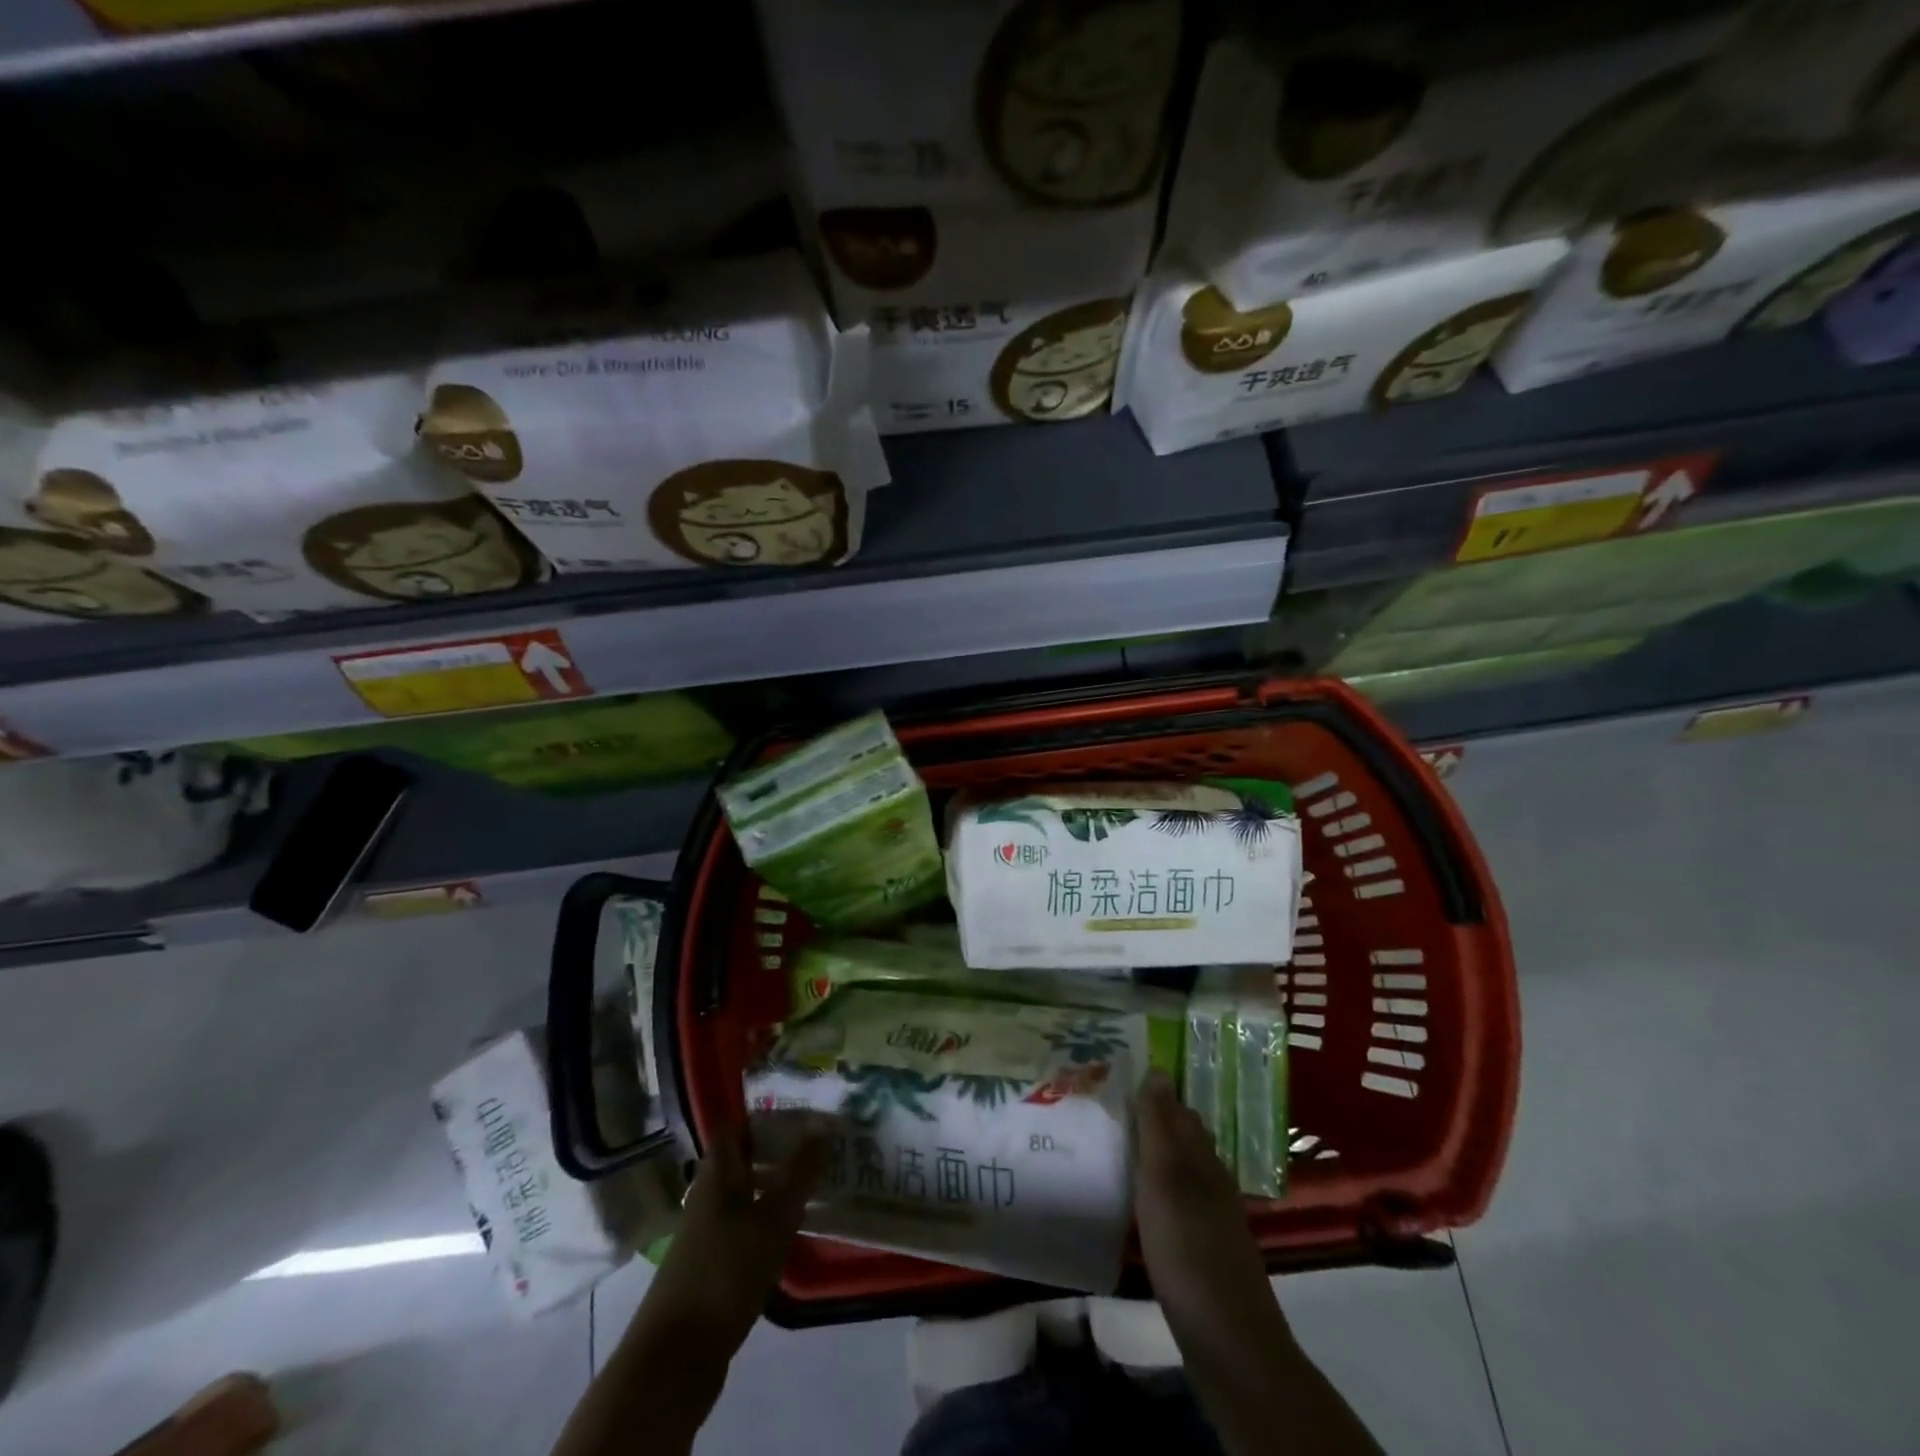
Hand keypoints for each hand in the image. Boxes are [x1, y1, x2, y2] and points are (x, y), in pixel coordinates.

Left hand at [639, 1120, 827, 1354]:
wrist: (675, 1358)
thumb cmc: (725, 1271)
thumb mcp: (773, 1217)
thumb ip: (799, 1171)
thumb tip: (824, 1123)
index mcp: (717, 1173)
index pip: (736, 1126)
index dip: (765, 1114)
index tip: (803, 1110)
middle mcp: (708, 1194)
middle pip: (743, 1159)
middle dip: (778, 1150)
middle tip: (820, 1145)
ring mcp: (707, 1231)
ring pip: (746, 1193)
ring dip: (776, 1185)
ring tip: (816, 1183)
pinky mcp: (711, 1265)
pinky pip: (744, 1224)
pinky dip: (768, 1219)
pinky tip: (793, 1229)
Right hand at [1133, 1070, 1289, 1346]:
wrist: (1228, 1340)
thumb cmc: (1188, 1247)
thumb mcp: (1164, 1178)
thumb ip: (1159, 1125)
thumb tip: (1159, 1067)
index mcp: (1201, 1156)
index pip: (1178, 1109)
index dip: (1152, 1092)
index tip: (1117, 1078)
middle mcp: (1211, 1178)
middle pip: (1181, 1137)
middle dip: (1151, 1119)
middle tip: (1109, 1108)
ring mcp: (1212, 1216)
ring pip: (1180, 1170)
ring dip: (1153, 1155)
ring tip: (1116, 1147)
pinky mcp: (1205, 1249)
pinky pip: (1178, 1202)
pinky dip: (1158, 1191)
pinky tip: (1140, 1202)